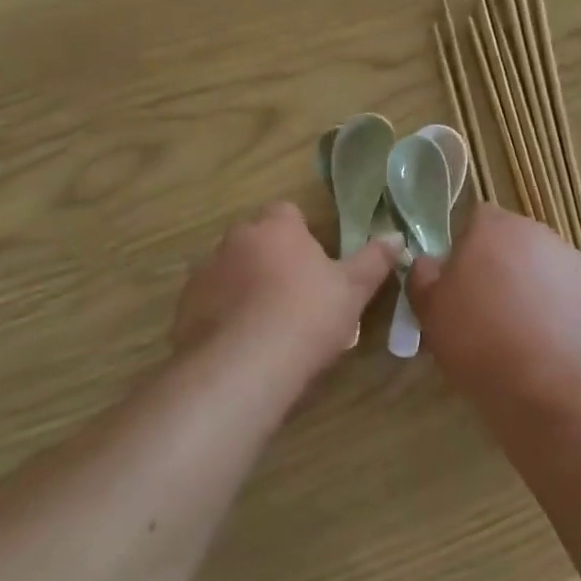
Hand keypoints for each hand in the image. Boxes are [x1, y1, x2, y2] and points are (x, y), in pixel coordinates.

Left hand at [172, 202, 399, 374]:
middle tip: (297, 296)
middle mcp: (234, 240)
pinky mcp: (184, 310)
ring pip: (231, 272)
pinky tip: (243, 346)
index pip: (286, 212)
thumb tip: (396, 237)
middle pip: (256, 240)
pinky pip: (210, 304)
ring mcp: (204, 274)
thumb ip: (374, 261)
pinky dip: (224, 316)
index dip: (302, 235)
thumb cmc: (306, 316)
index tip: (316, 263)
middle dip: (272, 259)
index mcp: (275, 227)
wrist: (243, 367)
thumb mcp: (353, 290)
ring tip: (269, 326)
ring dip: (245, 287)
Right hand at [407, 206, 580, 390]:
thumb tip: (429, 263)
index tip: (460, 282)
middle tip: (487, 310)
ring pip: (544, 268)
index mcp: (495, 228)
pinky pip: (571, 296)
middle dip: (502, 267)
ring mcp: (575, 263)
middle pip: (514, 242)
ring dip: (532, 288)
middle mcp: (539, 234)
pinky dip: (561, 313)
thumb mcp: (430, 313)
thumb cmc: (480, 343)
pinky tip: (550, 347)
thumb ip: (423, 277)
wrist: (552, 388)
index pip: (477, 218)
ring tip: (521, 334)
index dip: (466, 247)